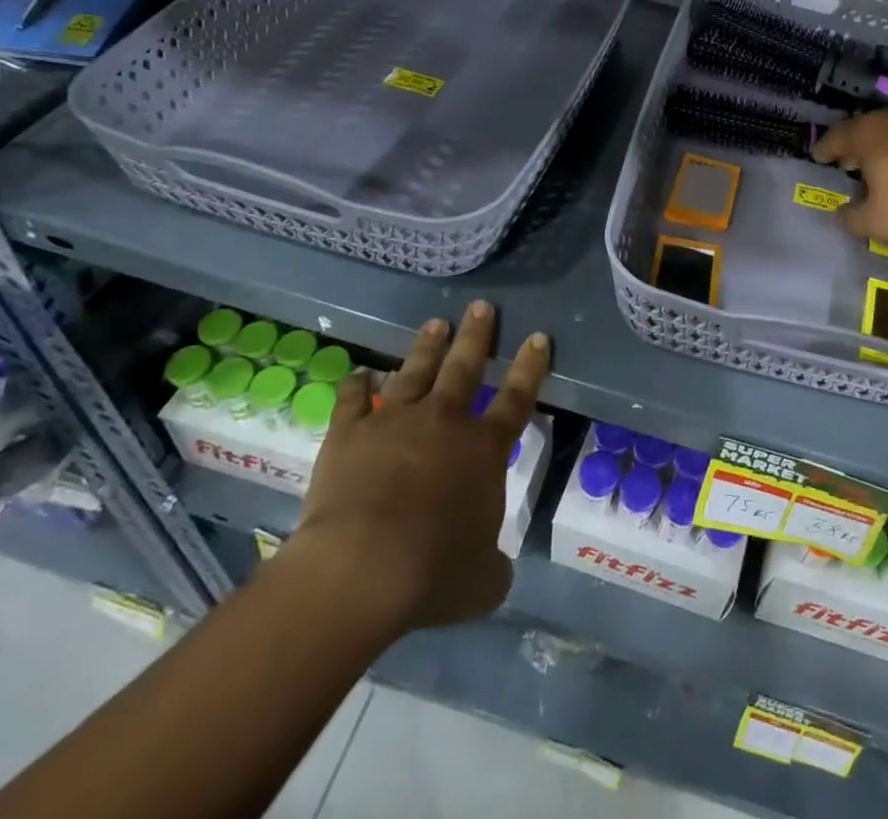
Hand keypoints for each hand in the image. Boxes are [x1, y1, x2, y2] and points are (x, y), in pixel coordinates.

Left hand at [282, 301, 550, 640]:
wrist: (360, 569)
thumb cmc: (433, 573)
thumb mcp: (482, 582)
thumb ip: (493, 567)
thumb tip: (495, 569)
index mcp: (484, 449)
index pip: (516, 397)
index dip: (530, 366)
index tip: (537, 336)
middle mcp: (444, 421)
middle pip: (465, 366)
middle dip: (477, 335)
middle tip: (482, 307)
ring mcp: (394, 421)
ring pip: (415, 370)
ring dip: (427, 346)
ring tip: (436, 323)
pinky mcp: (350, 432)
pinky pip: (353, 399)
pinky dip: (356, 386)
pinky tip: (358, 374)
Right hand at [812, 107, 887, 246]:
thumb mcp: (878, 223)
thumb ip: (852, 219)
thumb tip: (839, 214)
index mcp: (869, 135)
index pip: (837, 136)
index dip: (826, 148)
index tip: (820, 158)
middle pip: (868, 128)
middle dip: (856, 145)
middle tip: (850, 162)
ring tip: (886, 165)